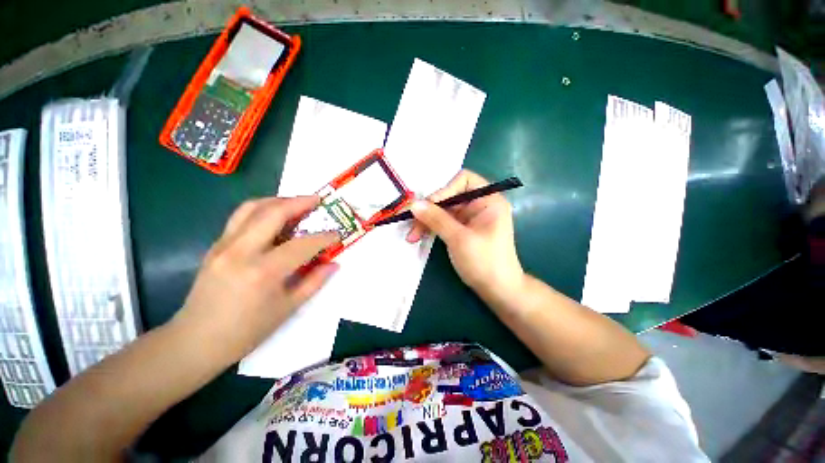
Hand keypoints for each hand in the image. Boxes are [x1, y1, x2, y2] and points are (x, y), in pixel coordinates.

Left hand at [172, 196, 338, 364]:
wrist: (196, 341)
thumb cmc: (246, 331)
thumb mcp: (287, 309)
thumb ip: (314, 282)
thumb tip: (334, 264)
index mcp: (263, 272)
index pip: (302, 245)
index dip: (324, 237)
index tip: (337, 233)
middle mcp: (241, 251)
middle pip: (273, 212)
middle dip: (300, 202)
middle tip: (318, 200)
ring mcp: (224, 245)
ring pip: (252, 207)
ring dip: (279, 201)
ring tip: (297, 203)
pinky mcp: (215, 245)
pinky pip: (241, 217)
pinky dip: (263, 210)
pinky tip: (275, 218)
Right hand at [406, 170, 523, 294]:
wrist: (498, 290)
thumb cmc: (485, 262)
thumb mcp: (459, 239)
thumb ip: (436, 219)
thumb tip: (413, 204)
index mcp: (488, 199)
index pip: (463, 180)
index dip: (444, 189)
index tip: (428, 206)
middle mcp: (479, 204)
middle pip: (449, 196)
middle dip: (429, 210)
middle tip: (411, 223)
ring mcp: (470, 218)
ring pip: (442, 211)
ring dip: (426, 221)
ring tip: (411, 236)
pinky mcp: (462, 230)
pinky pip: (443, 222)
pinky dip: (431, 228)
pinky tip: (418, 236)